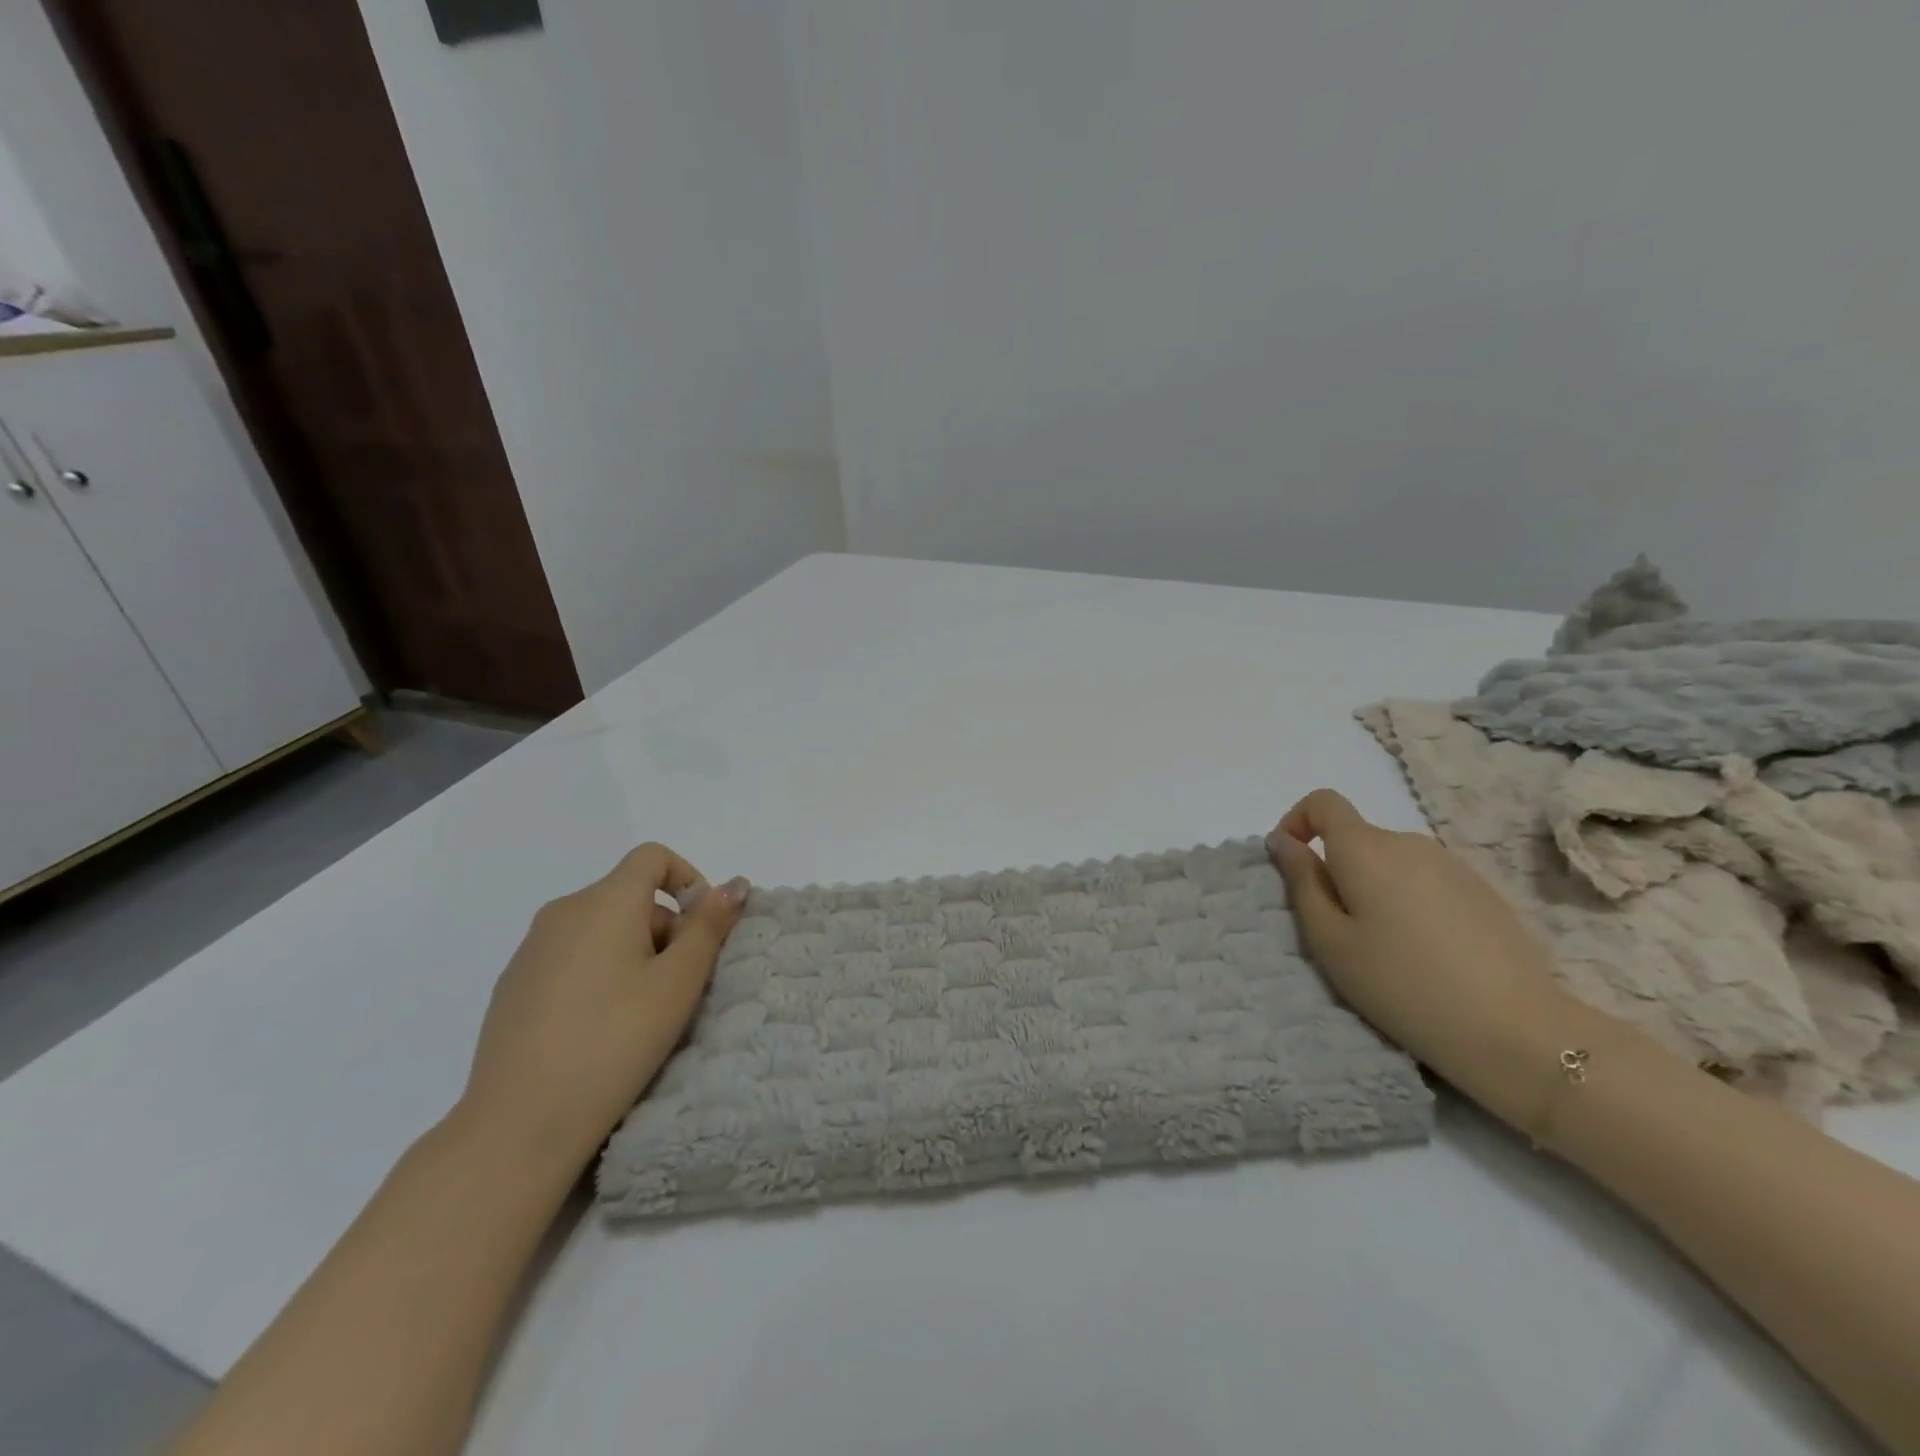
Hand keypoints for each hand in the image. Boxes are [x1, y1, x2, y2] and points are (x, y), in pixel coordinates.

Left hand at [458, 844, 747, 1170]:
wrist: (519, 1123)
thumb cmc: (615, 1040)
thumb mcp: (679, 982)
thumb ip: (709, 925)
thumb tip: (735, 883)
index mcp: (604, 902)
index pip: (652, 857)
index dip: (688, 879)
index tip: (702, 928)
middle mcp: (563, 912)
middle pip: (629, 895)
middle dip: (666, 926)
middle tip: (679, 985)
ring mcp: (531, 949)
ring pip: (600, 927)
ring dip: (634, 951)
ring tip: (642, 1011)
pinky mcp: (513, 985)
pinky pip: (570, 956)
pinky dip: (598, 972)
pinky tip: (600, 1027)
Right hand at [1267, 790, 1592, 1124]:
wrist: (1514, 1030)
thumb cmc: (1401, 984)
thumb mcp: (1330, 940)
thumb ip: (1301, 882)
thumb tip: (1283, 841)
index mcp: (1366, 849)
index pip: (1323, 803)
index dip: (1297, 821)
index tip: (1291, 863)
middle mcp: (1409, 843)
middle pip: (1358, 838)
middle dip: (1337, 870)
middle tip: (1339, 930)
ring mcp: (1452, 865)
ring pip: (1392, 862)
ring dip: (1374, 887)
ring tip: (1386, 946)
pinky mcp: (1482, 891)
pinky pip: (1426, 880)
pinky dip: (1409, 901)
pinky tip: (1427, 951)